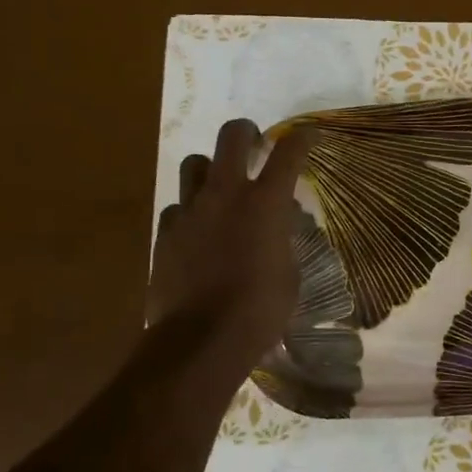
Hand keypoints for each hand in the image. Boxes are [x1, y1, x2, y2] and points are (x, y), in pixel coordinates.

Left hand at [148, 118, 315, 361]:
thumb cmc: (260, 310)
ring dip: (210, 168)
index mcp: (266, 203)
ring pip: (195, 163)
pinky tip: (197, 230)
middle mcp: (226, 194)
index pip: (289, 153)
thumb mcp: (289, 273)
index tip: (306, 135)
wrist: (202, 339)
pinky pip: (177, 206)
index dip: (301, 138)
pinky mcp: (165, 232)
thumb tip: (275, 226)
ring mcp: (190, 210)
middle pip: (232, 136)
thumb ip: (282, 240)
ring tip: (220, 186)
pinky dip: (190, 210)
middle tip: (254, 143)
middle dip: (246, 132)